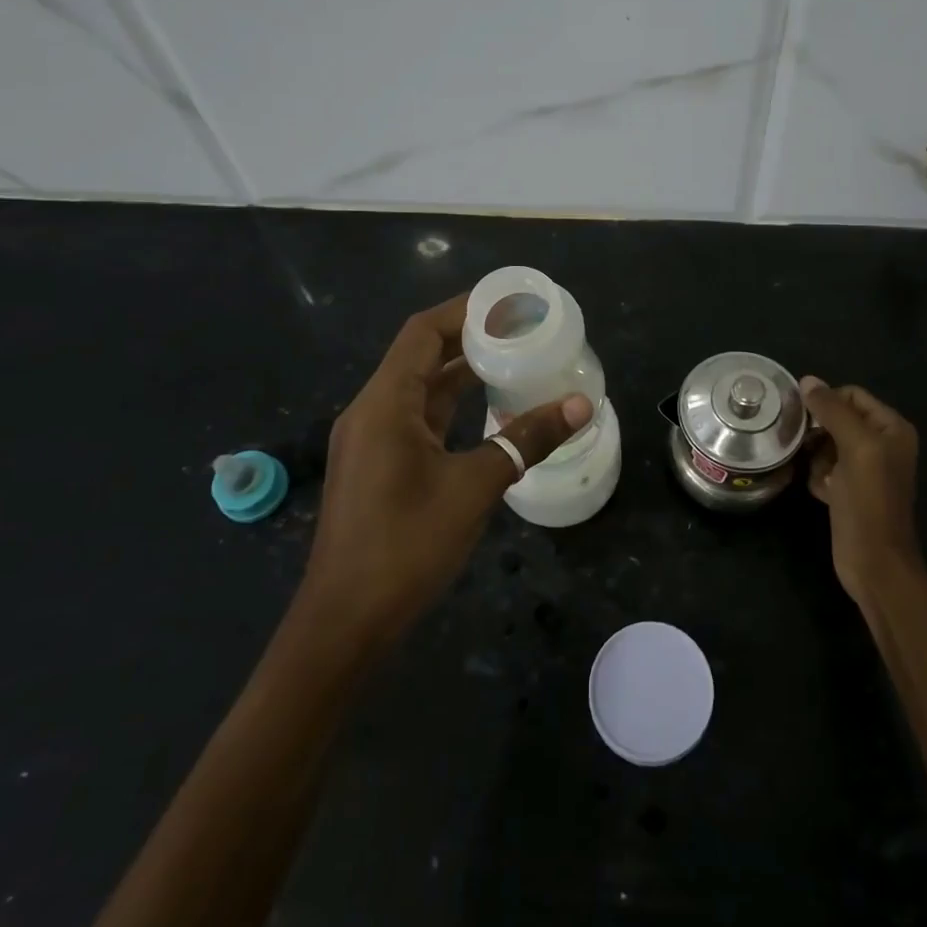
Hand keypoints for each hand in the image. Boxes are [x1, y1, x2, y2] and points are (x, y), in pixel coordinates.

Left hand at [297, 295, 591, 649]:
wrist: (346, 623)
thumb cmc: (406, 546)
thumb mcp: (474, 487)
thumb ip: (526, 440)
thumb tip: (581, 404)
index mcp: (385, 404)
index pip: (422, 333)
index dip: (464, 311)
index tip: (509, 303)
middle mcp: (372, 412)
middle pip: (420, 355)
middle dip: (468, 338)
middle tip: (521, 328)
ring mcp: (371, 441)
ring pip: (419, 389)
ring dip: (460, 372)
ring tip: (512, 358)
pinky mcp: (378, 466)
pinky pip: (417, 418)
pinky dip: (451, 406)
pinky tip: (486, 410)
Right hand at [800, 378, 922, 605]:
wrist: (874, 563)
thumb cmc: (869, 502)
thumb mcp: (855, 448)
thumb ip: (833, 411)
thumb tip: (807, 380)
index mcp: (891, 428)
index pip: (851, 395)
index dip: (826, 403)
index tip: (803, 418)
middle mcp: (881, 444)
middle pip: (837, 419)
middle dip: (818, 432)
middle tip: (805, 446)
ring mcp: (864, 469)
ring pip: (826, 444)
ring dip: (816, 456)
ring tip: (819, 475)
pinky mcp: (848, 490)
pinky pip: (823, 468)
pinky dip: (818, 476)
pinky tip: (820, 492)